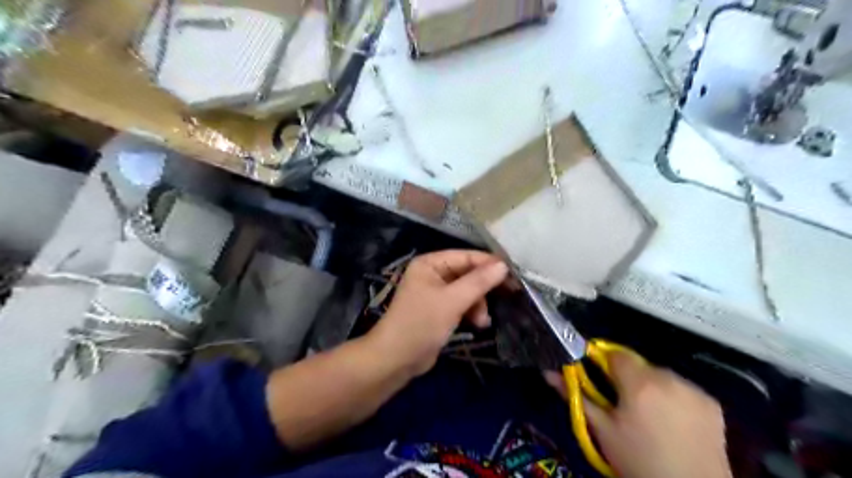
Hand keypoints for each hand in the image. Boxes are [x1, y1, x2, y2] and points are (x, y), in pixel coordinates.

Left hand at [366, 251, 504, 376]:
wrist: (396, 359)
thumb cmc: (421, 324)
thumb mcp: (452, 301)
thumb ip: (478, 282)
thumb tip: (503, 265)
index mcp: (430, 263)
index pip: (466, 256)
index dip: (489, 264)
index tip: (514, 274)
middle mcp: (433, 273)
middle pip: (468, 273)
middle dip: (483, 288)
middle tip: (507, 296)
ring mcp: (436, 292)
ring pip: (468, 290)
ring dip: (478, 303)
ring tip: (482, 321)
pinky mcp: (440, 310)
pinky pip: (462, 303)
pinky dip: (471, 311)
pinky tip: (478, 324)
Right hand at [545, 350, 731, 476]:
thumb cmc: (638, 462)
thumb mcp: (601, 430)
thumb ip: (575, 396)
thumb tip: (549, 372)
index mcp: (639, 383)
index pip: (615, 354)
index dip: (604, 364)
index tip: (600, 381)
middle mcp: (668, 378)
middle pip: (638, 364)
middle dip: (627, 377)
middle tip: (623, 405)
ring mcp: (694, 389)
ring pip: (660, 375)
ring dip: (650, 386)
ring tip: (649, 416)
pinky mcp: (712, 402)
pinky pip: (682, 388)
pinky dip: (673, 396)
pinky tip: (672, 421)